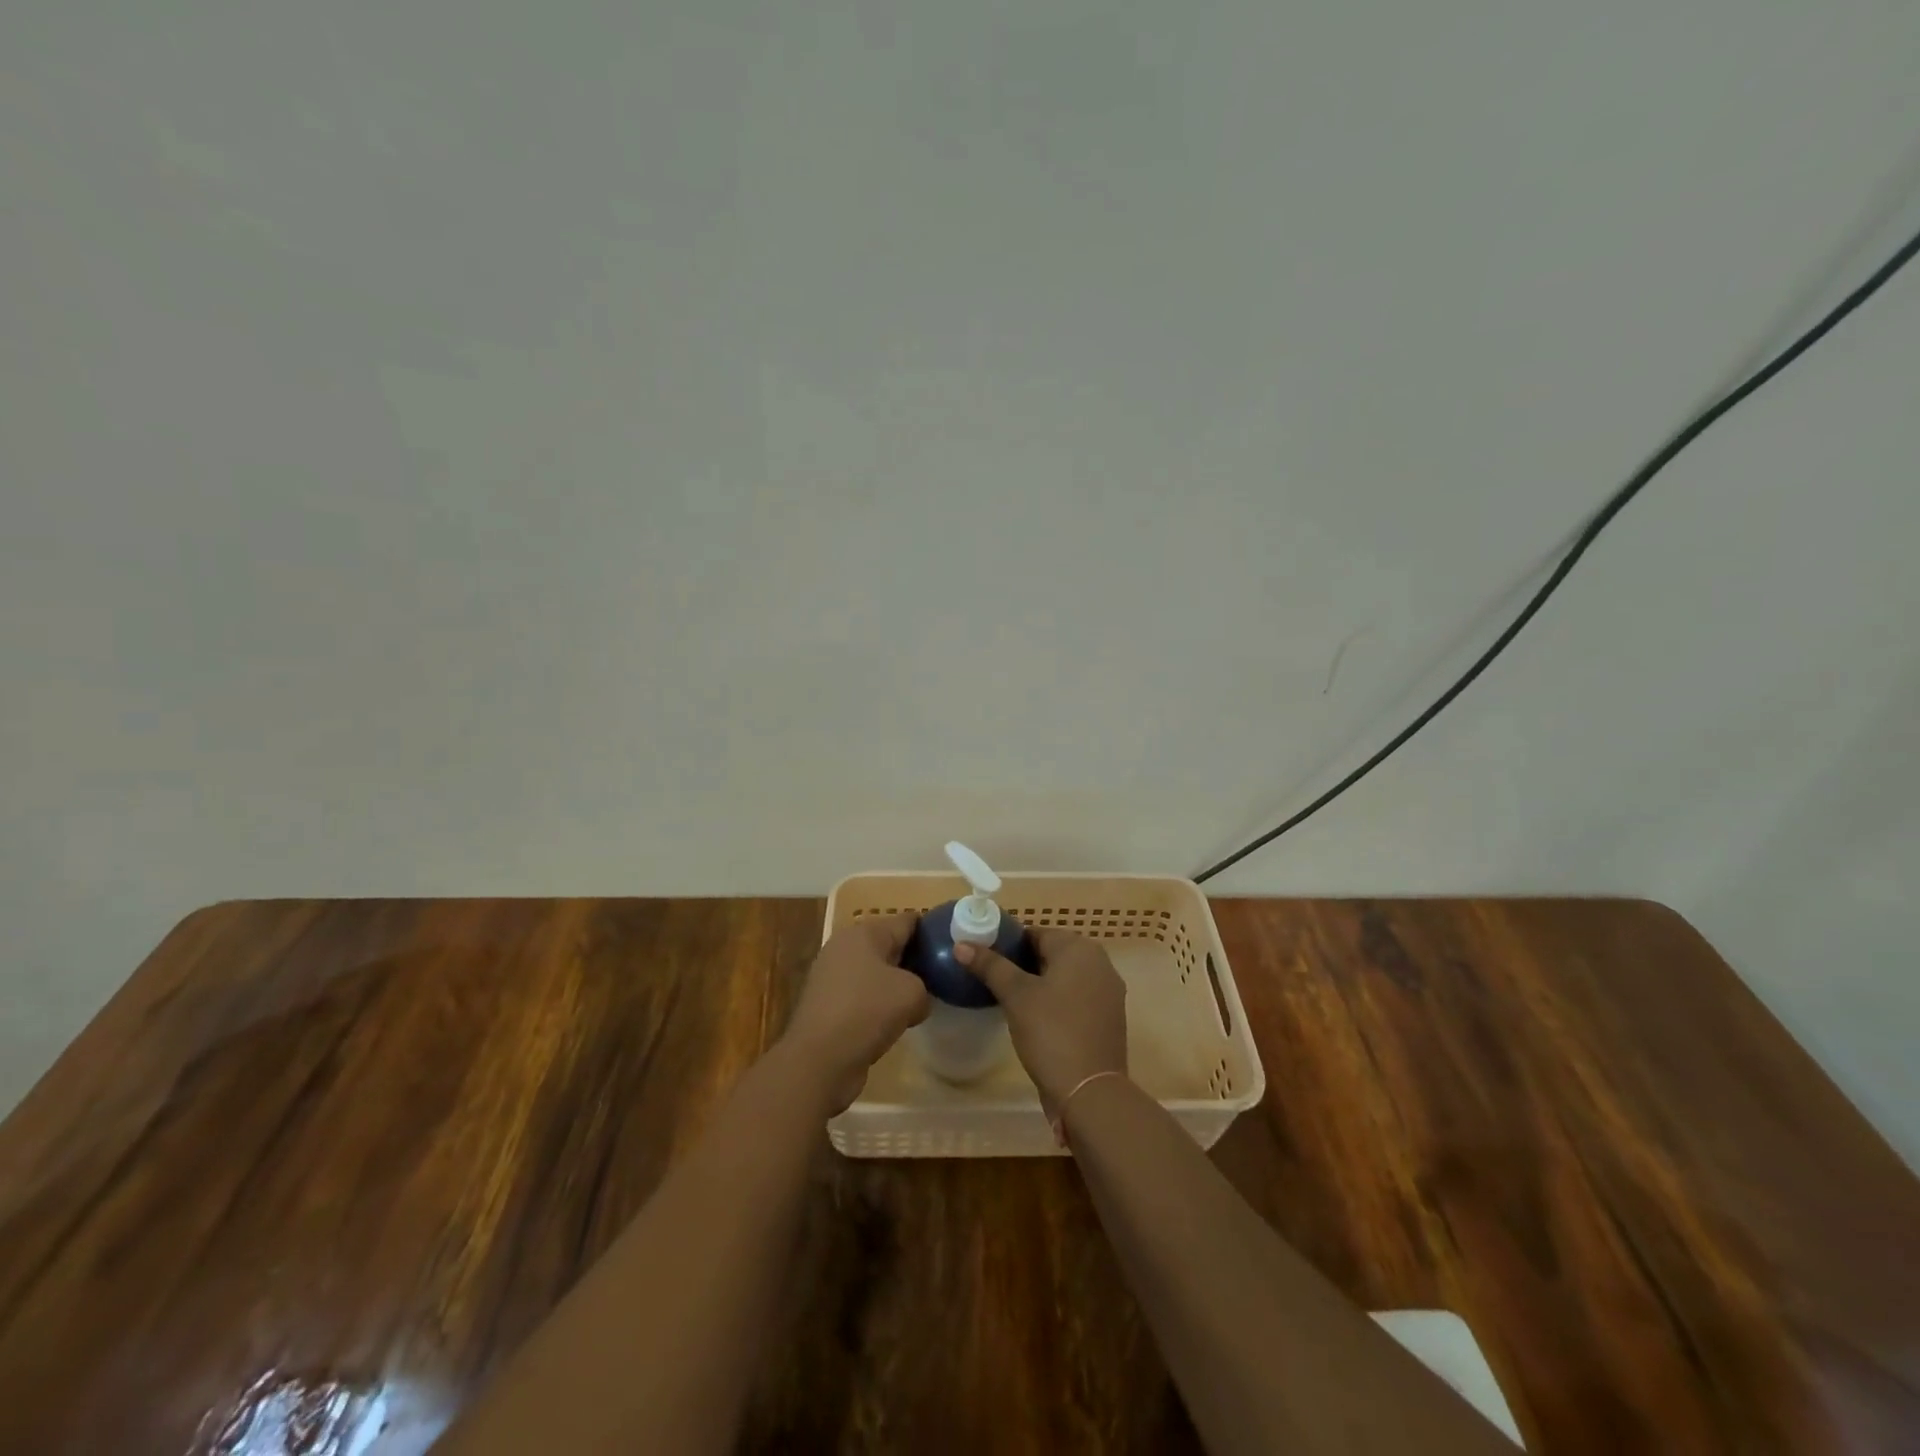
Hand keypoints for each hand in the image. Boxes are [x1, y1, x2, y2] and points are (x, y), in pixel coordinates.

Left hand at [780, 913, 929, 1113]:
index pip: (907, 921)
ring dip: (895, 984)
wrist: (818, 1060)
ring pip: (875, 972)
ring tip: (921, 999)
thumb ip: (924, 987)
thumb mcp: (912, 994)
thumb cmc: (867, 1012)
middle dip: (914, 958)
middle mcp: (845, 946)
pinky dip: (877, 1004)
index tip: (951, 946)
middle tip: (941, 974)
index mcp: (865, 932)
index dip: (932, 930)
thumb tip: (917, 999)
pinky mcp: (826, 1003)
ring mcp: (831, 975)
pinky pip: (862, 995)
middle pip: (889, 944)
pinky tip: (894, 1020)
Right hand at [956, 929, 1127, 1112]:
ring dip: (1041, 983)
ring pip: (1065, 977)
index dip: (1009, 945)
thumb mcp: (1016, 996)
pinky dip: (1058, 1001)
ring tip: (1011, 1000)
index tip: (987, 961)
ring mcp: (1108, 992)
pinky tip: (1037, 1019)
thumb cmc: (1051, 1032)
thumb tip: (961, 945)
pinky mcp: (1109, 1018)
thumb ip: (990, 966)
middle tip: (995, 981)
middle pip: (1052, 954)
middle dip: (1024, 964)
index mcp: (1079, 949)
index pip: (1037, 933)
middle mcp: (1100, 963)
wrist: (1089, 1092)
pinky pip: (1077, 998)